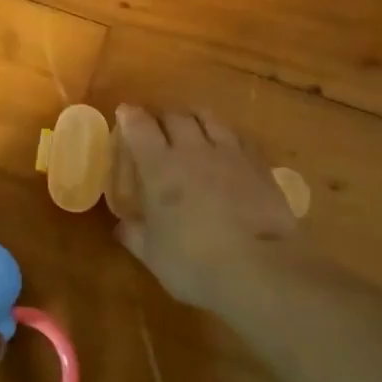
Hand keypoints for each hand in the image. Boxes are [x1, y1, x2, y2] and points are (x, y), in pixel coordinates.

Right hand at [112, 106, 302, 311]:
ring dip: (195, 118)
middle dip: (163, 117)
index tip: (125, 112)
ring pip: (208, 118)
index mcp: (160, 167)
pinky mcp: (258, 164)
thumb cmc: (195, 263)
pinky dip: (226, 135)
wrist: (260, 268)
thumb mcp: (153, 255)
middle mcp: (192, 150)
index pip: (140, 127)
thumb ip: (134, 235)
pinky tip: (227, 146)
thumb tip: (121, 225)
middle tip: (159, 126)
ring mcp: (228, 153)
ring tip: (193, 126)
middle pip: (175, 116)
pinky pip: (238, 136)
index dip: (130, 116)